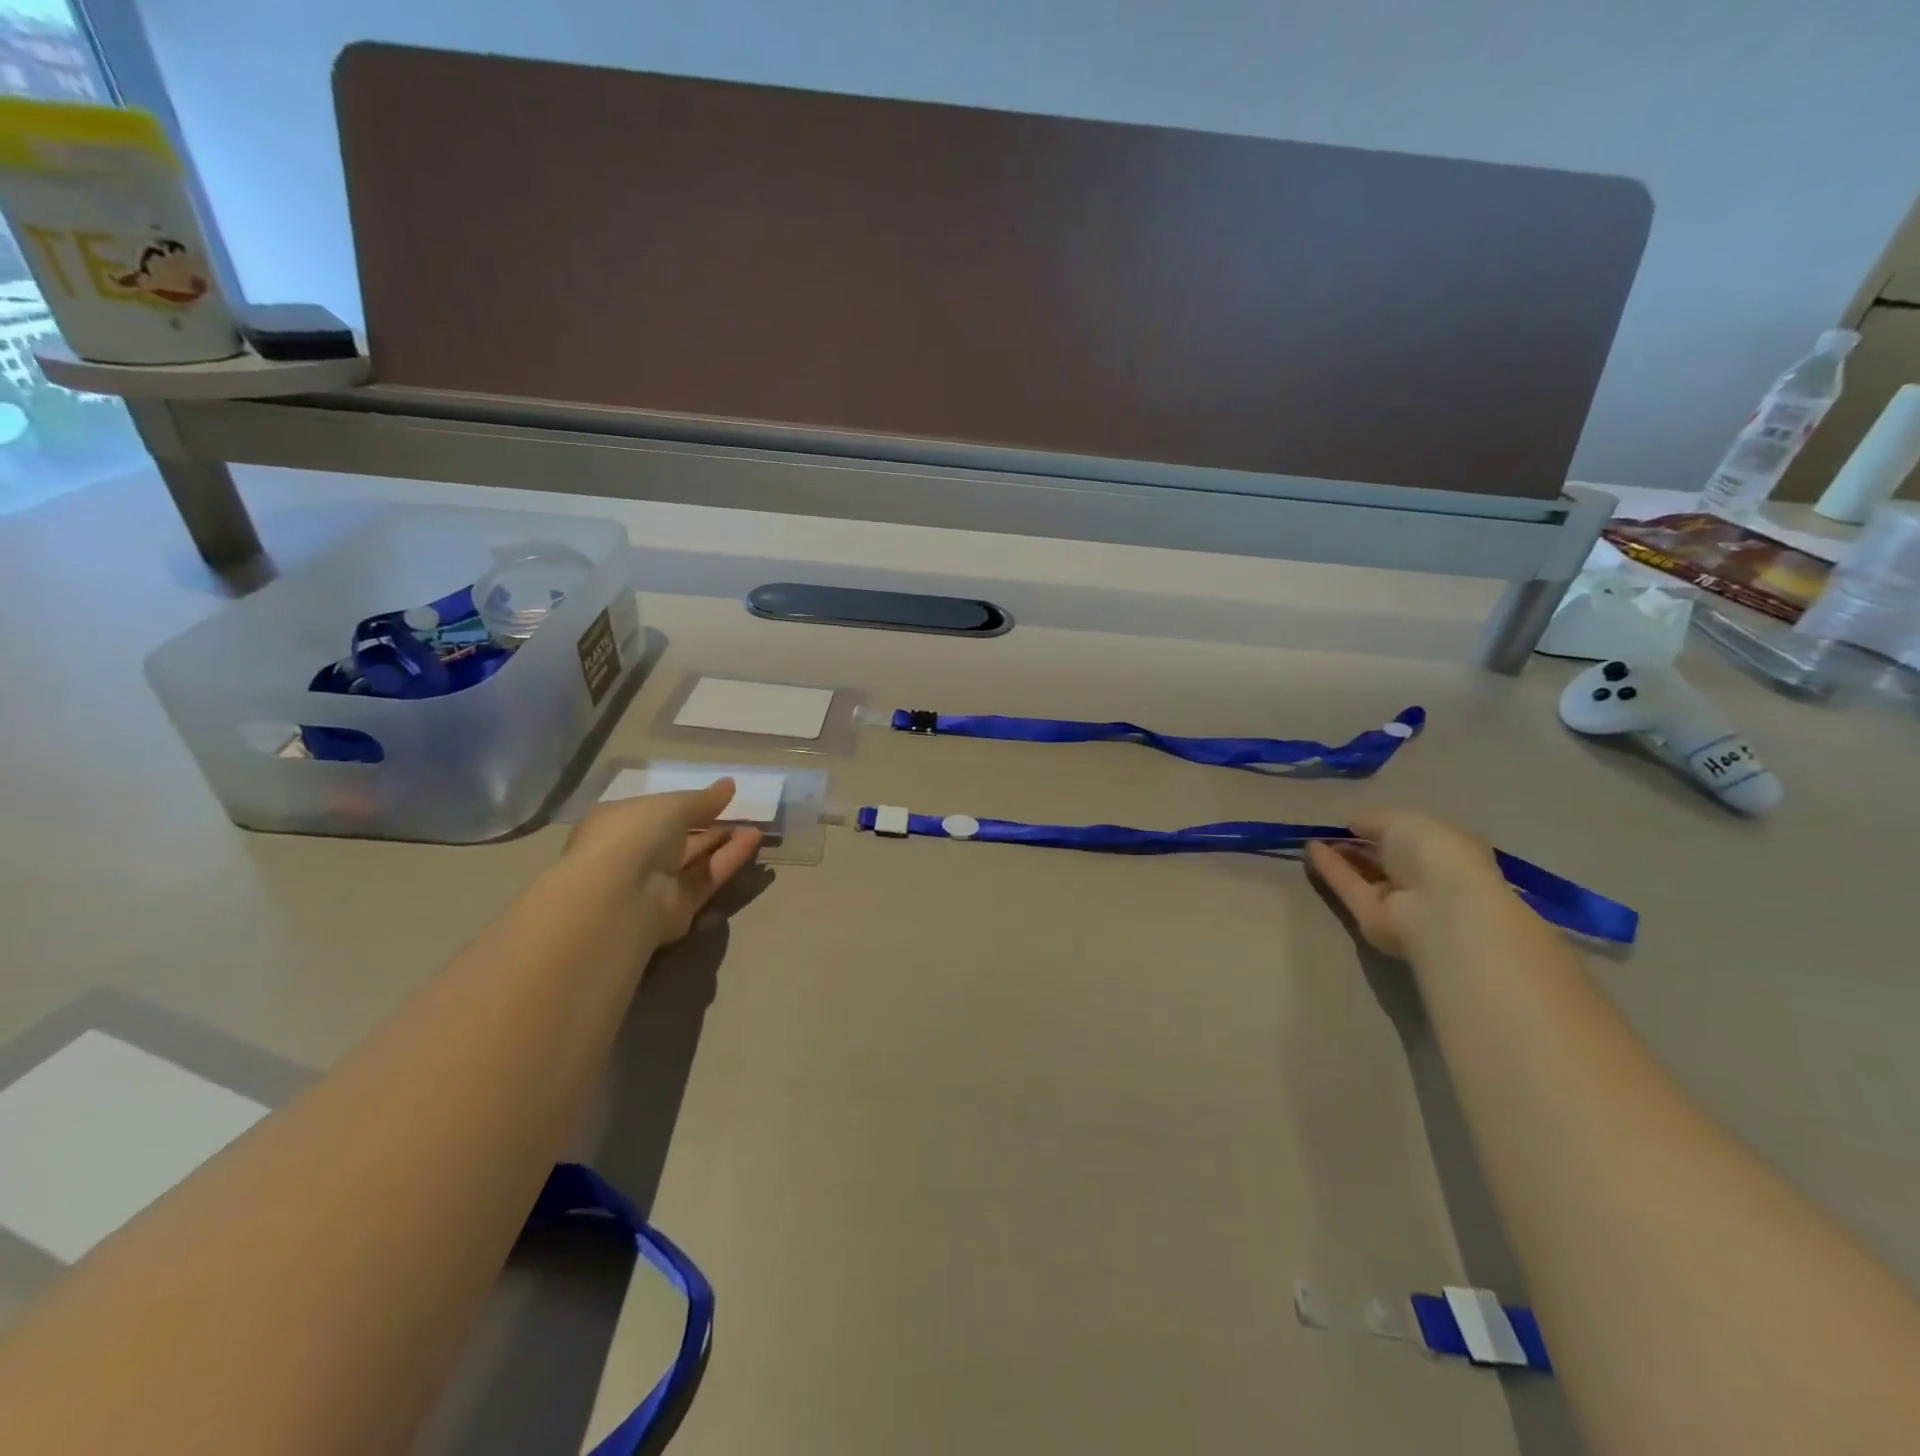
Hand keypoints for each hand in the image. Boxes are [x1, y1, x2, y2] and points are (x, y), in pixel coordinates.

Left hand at [565, 780, 762, 941]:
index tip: (717, 797)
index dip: (687, 804)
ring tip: (756, 827)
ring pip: (696, 859)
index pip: (656, 812)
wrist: (621, 895)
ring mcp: (656, 883)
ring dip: (724, 842)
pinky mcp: (679, 907)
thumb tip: (729, 785)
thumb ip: (703, 799)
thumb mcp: (672, 805)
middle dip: (710, 825)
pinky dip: (729, 859)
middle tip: (742, 812)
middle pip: (680, 838)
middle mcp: (636, 854)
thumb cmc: (634, 835)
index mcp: (620, 824)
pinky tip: (753, 840)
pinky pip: (706, 878)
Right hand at [1305, 809, 1504, 958]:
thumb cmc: (1433, 853)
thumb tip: (1352, 824)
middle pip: (1384, 856)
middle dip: (1358, 842)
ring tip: (1312, 837)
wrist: (1437, 908)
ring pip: (1364, 873)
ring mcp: (1398, 898)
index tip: (1354, 819)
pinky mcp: (1372, 916)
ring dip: (1340, 855)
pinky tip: (1310, 850)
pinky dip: (1330, 868)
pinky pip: (1349, 886)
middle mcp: (1424, 875)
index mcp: (1445, 848)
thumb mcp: (1402, 820)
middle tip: (1328, 830)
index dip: (1381, 826)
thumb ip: (1373, 819)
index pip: (1410, 835)